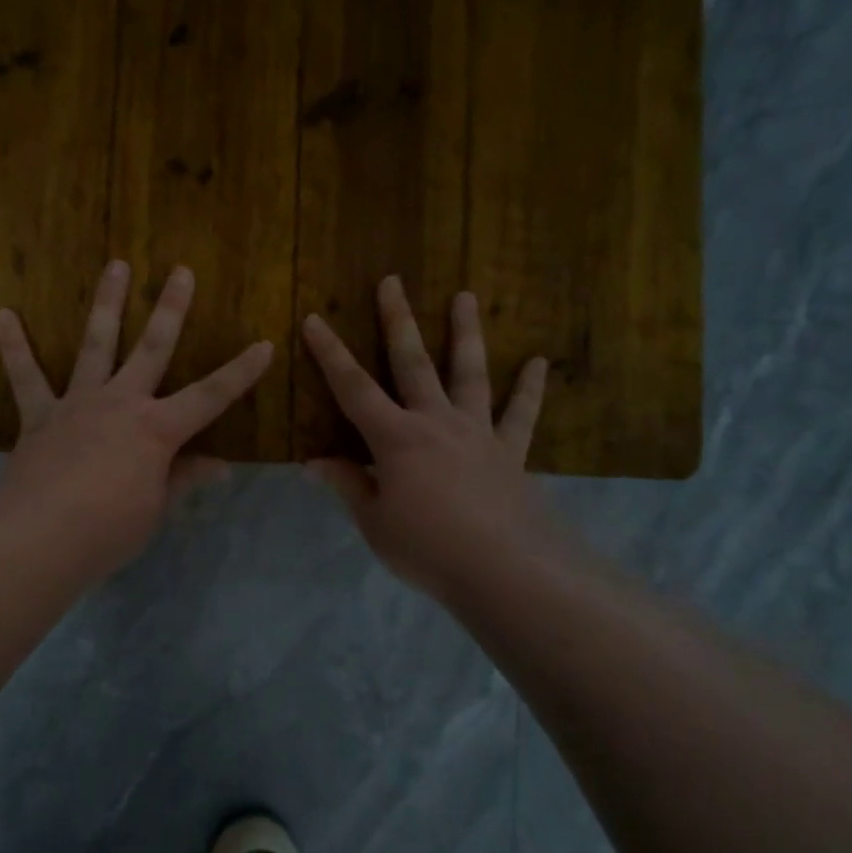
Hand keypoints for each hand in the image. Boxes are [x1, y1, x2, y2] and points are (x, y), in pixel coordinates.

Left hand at [0, 260, 274, 577]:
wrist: (40, 538)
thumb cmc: (108, 530)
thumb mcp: (155, 509)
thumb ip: (182, 478)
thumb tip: (221, 466)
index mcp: (156, 429)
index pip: (210, 397)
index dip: (240, 372)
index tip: (264, 344)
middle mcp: (120, 403)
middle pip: (152, 348)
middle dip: (171, 309)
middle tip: (181, 271)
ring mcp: (78, 403)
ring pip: (96, 343)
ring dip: (107, 303)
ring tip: (116, 265)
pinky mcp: (39, 416)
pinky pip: (25, 376)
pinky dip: (13, 346)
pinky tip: (3, 315)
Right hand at [302, 277, 574, 600]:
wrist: (505, 570)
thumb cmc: (428, 548)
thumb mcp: (374, 522)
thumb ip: (348, 485)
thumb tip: (312, 463)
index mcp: (395, 439)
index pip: (353, 388)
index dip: (330, 354)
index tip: (314, 319)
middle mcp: (435, 422)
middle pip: (412, 362)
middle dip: (397, 320)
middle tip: (391, 282)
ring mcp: (477, 432)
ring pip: (469, 372)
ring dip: (465, 333)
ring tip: (464, 297)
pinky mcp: (509, 451)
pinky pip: (520, 414)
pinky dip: (529, 388)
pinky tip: (539, 362)